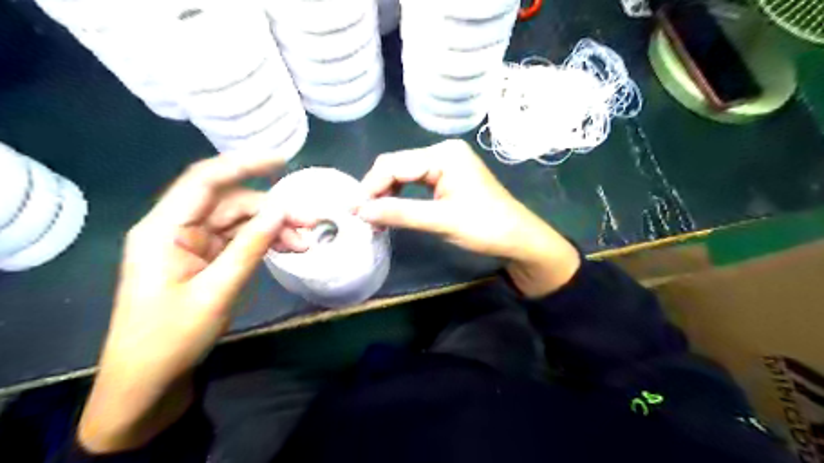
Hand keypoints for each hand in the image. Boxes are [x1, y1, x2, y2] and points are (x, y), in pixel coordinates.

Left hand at [78, 152, 314, 451]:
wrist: (147, 381)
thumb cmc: (171, 338)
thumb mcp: (217, 292)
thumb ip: (250, 247)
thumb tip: (281, 211)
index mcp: (163, 230)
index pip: (204, 181)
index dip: (243, 165)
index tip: (281, 160)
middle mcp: (177, 230)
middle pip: (230, 205)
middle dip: (272, 210)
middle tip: (312, 220)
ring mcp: (192, 246)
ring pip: (239, 223)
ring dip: (273, 229)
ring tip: (306, 242)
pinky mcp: (205, 261)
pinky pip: (239, 242)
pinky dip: (264, 243)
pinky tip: (290, 249)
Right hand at [360, 139, 578, 295]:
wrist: (519, 239)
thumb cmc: (485, 228)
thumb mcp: (440, 221)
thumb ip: (399, 213)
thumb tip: (360, 212)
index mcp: (443, 155)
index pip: (394, 164)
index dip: (370, 186)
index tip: (352, 210)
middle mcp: (443, 152)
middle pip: (397, 165)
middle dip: (376, 189)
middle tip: (361, 215)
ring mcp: (447, 163)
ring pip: (405, 173)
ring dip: (387, 193)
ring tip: (373, 215)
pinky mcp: (449, 177)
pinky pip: (416, 181)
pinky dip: (401, 195)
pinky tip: (392, 209)